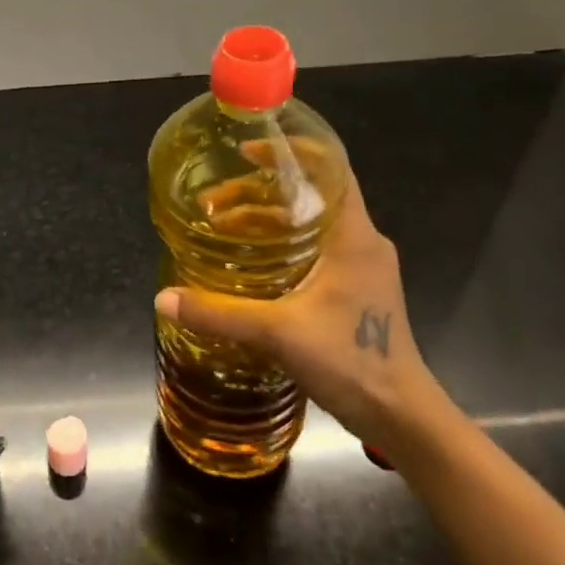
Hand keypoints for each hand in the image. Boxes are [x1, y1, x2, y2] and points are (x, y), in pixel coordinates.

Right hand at [154, 162, 451, 459]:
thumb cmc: (350, 360)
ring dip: (267, 221)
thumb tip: (163, 299)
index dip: (291, 151)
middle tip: (215, 200)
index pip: (331, 169)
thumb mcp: (278, 333)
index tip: (248, 150)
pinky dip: (281, 245)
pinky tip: (250, 263)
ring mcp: (362, 266)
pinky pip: (315, 249)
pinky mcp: (357, 289)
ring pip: (311, 224)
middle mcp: (362, 241)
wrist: (401, 414)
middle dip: (261, 191)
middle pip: (311, 195)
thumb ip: (219, 314)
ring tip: (222, 228)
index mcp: (353, 235)